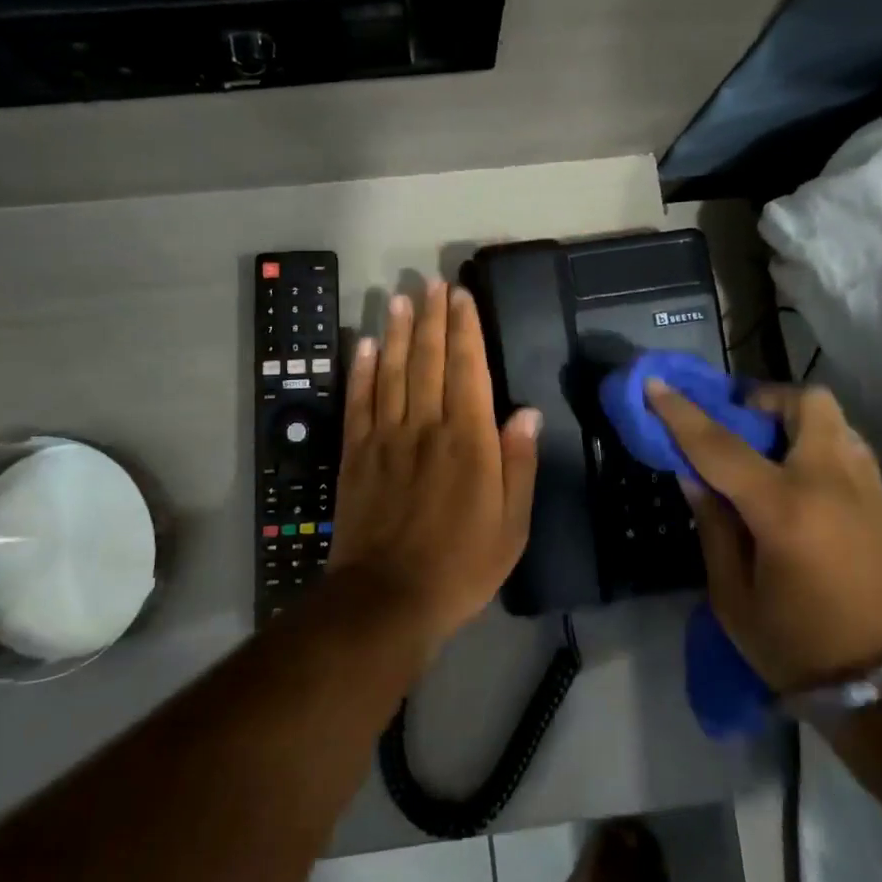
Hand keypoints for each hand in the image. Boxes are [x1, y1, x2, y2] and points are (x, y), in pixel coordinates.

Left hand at [329, 280, 542, 649]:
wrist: (388, 598)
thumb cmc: (461, 565)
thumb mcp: (512, 525)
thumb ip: (518, 464)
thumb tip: (525, 411)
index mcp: (468, 442)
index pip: (467, 371)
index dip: (465, 330)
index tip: (462, 297)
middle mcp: (426, 428)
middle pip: (428, 360)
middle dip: (432, 318)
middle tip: (432, 283)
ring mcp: (386, 438)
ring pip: (392, 372)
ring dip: (397, 332)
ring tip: (400, 298)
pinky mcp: (356, 454)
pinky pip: (359, 402)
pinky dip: (361, 370)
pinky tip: (364, 343)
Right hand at [646, 379, 881, 692]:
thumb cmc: (800, 649)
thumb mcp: (734, 599)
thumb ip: (713, 527)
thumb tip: (694, 476)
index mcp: (784, 509)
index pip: (720, 445)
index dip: (681, 412)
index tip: (656, 384)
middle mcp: (832, 483)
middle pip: (807, 402)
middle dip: (767, 401)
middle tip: (742, 427)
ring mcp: (869, 490)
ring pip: (835, 421)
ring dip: (796, 423)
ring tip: (771, 457)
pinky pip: (850, 451)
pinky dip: (819, 450)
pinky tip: (803, 489)